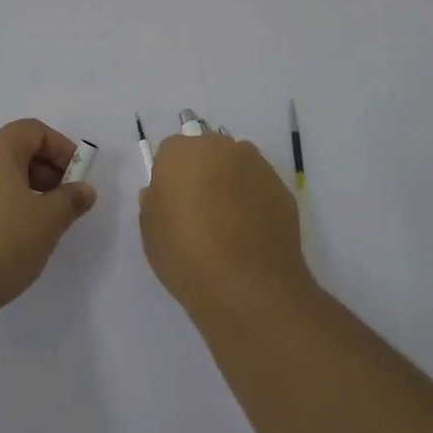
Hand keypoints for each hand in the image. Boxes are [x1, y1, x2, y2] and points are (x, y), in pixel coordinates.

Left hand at [0, 119, 97, 316]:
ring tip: (36, 224)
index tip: (75, 177)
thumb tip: (83, 190)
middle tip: (60, 203)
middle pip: (12, 150)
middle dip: (43, 171)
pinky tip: (6, 239)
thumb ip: (70, 201)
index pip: (32, 131)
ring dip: (21, 190)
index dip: (59, 148)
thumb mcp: (47, 222)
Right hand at [140, 130, 310, 314]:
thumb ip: (153, 203)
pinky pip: (260, 187)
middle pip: (207, 152)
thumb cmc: (186, 255)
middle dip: (203, 173)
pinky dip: (255, 201)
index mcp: (180, 152)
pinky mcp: (281, 187)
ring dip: (231, 183)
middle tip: (200, 211)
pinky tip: (252, 234)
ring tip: (230, 225)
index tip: (173, 204)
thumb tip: (161, 193)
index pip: (170, 153)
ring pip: (236, 166)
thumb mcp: (150, 233)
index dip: (170, 178)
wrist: (247, 285)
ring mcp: (255, 165)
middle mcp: (220, 147)